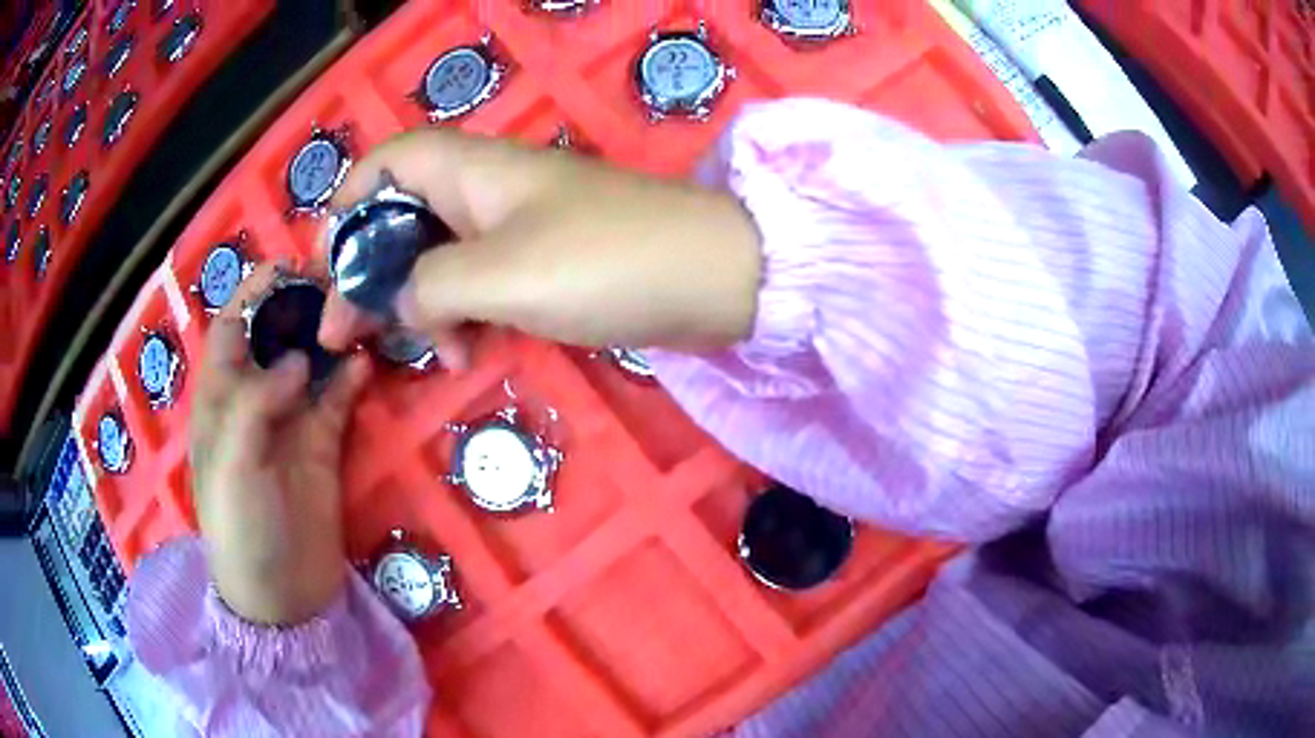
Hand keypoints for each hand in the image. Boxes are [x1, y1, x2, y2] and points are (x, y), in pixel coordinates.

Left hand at [190, 265, 369, 624]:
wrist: (281, 594)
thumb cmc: (239, 527)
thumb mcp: (231, 463)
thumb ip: (256, 402)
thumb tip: (300, 359)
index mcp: (220, 397)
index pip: (231, 328)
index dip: (254, 294)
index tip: (290, 266)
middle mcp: (254, 400)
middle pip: (276, 337)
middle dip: (300, 306)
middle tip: (338, 282)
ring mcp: (291, 422)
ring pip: (311, 363)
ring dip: (332, 337)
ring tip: (362, 312)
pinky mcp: (323, 446)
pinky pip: (338, 401)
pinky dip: (352, 378)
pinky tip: (369, 362)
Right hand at [317, 129, 762, 365]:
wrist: (713, 279)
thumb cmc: (605, 261)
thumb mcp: (500, 274)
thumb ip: (429, 285)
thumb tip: (399, 301)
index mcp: (471, 170)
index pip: (388, 164)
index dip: (347, 205)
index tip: (324, 264)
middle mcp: (487, 190)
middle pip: (403, 219)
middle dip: (370, 272)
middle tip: (345, 333)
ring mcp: (518, 227)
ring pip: (439, 258)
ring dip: (418, 304)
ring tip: (422, 352)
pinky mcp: (544, 264)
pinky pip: (480, 283)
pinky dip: (463, 316)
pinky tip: (467, 353)